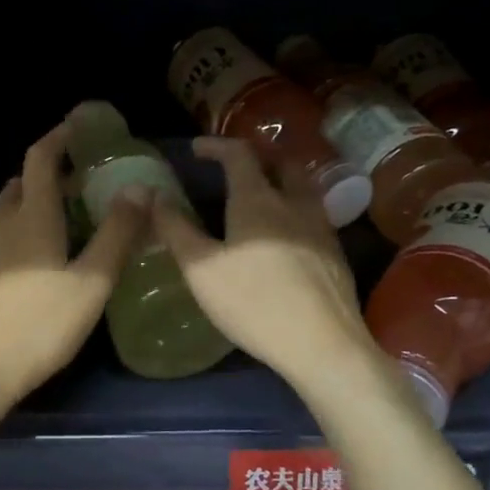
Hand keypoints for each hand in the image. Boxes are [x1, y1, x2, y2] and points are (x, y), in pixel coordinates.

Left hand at [0, 121, 146, 411]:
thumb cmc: (40, 327)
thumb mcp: (91, 284)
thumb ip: (116, 235)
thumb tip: (139, 187)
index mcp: (32, 218)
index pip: (41, 159)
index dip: (58, 137)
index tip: (76, 126)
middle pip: (20, 184)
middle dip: (47, 174)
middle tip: (76, 183)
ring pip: (4, 212)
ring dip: (28, 203)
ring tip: (55, 219)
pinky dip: (12, 231)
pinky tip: (25, 258)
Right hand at [150, 136, 376, 389]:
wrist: (322, 343)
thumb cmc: (253, 303)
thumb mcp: (201, 269)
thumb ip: (176, 230)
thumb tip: (153, 195)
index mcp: (258, 201)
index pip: (239, 154)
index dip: (216, 146)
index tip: (196, 149)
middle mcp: (294, 204)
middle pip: (280, 162)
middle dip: (256, 156)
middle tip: (235, 167)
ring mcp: (321, 228)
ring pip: (303, 188)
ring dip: (280, 180)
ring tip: (261, 196)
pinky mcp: (335, 254)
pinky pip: (313, 214)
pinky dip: (294, 208)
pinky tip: (285, 235)